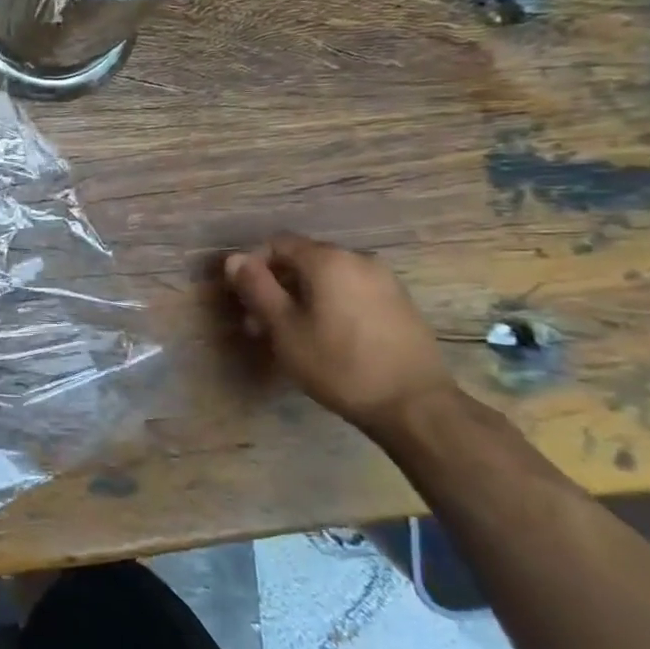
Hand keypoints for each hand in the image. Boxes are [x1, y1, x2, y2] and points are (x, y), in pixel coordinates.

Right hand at [223, 233, 456, 436]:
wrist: (415, 405)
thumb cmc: (339, 364)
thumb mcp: (285, 328)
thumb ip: (257, 288)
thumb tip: (234, 258)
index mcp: (328, 260)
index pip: (278, 243)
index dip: (253, 266)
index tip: (243, 299)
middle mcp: (358, 259)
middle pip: (304, 260)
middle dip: (276, 286)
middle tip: (259, 326)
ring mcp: (384, 280)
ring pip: (328, 278)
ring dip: (302, 298)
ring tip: (291, 336)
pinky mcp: (399, 303)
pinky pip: (352, 292)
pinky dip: (329, 305)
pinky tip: (326, 338)